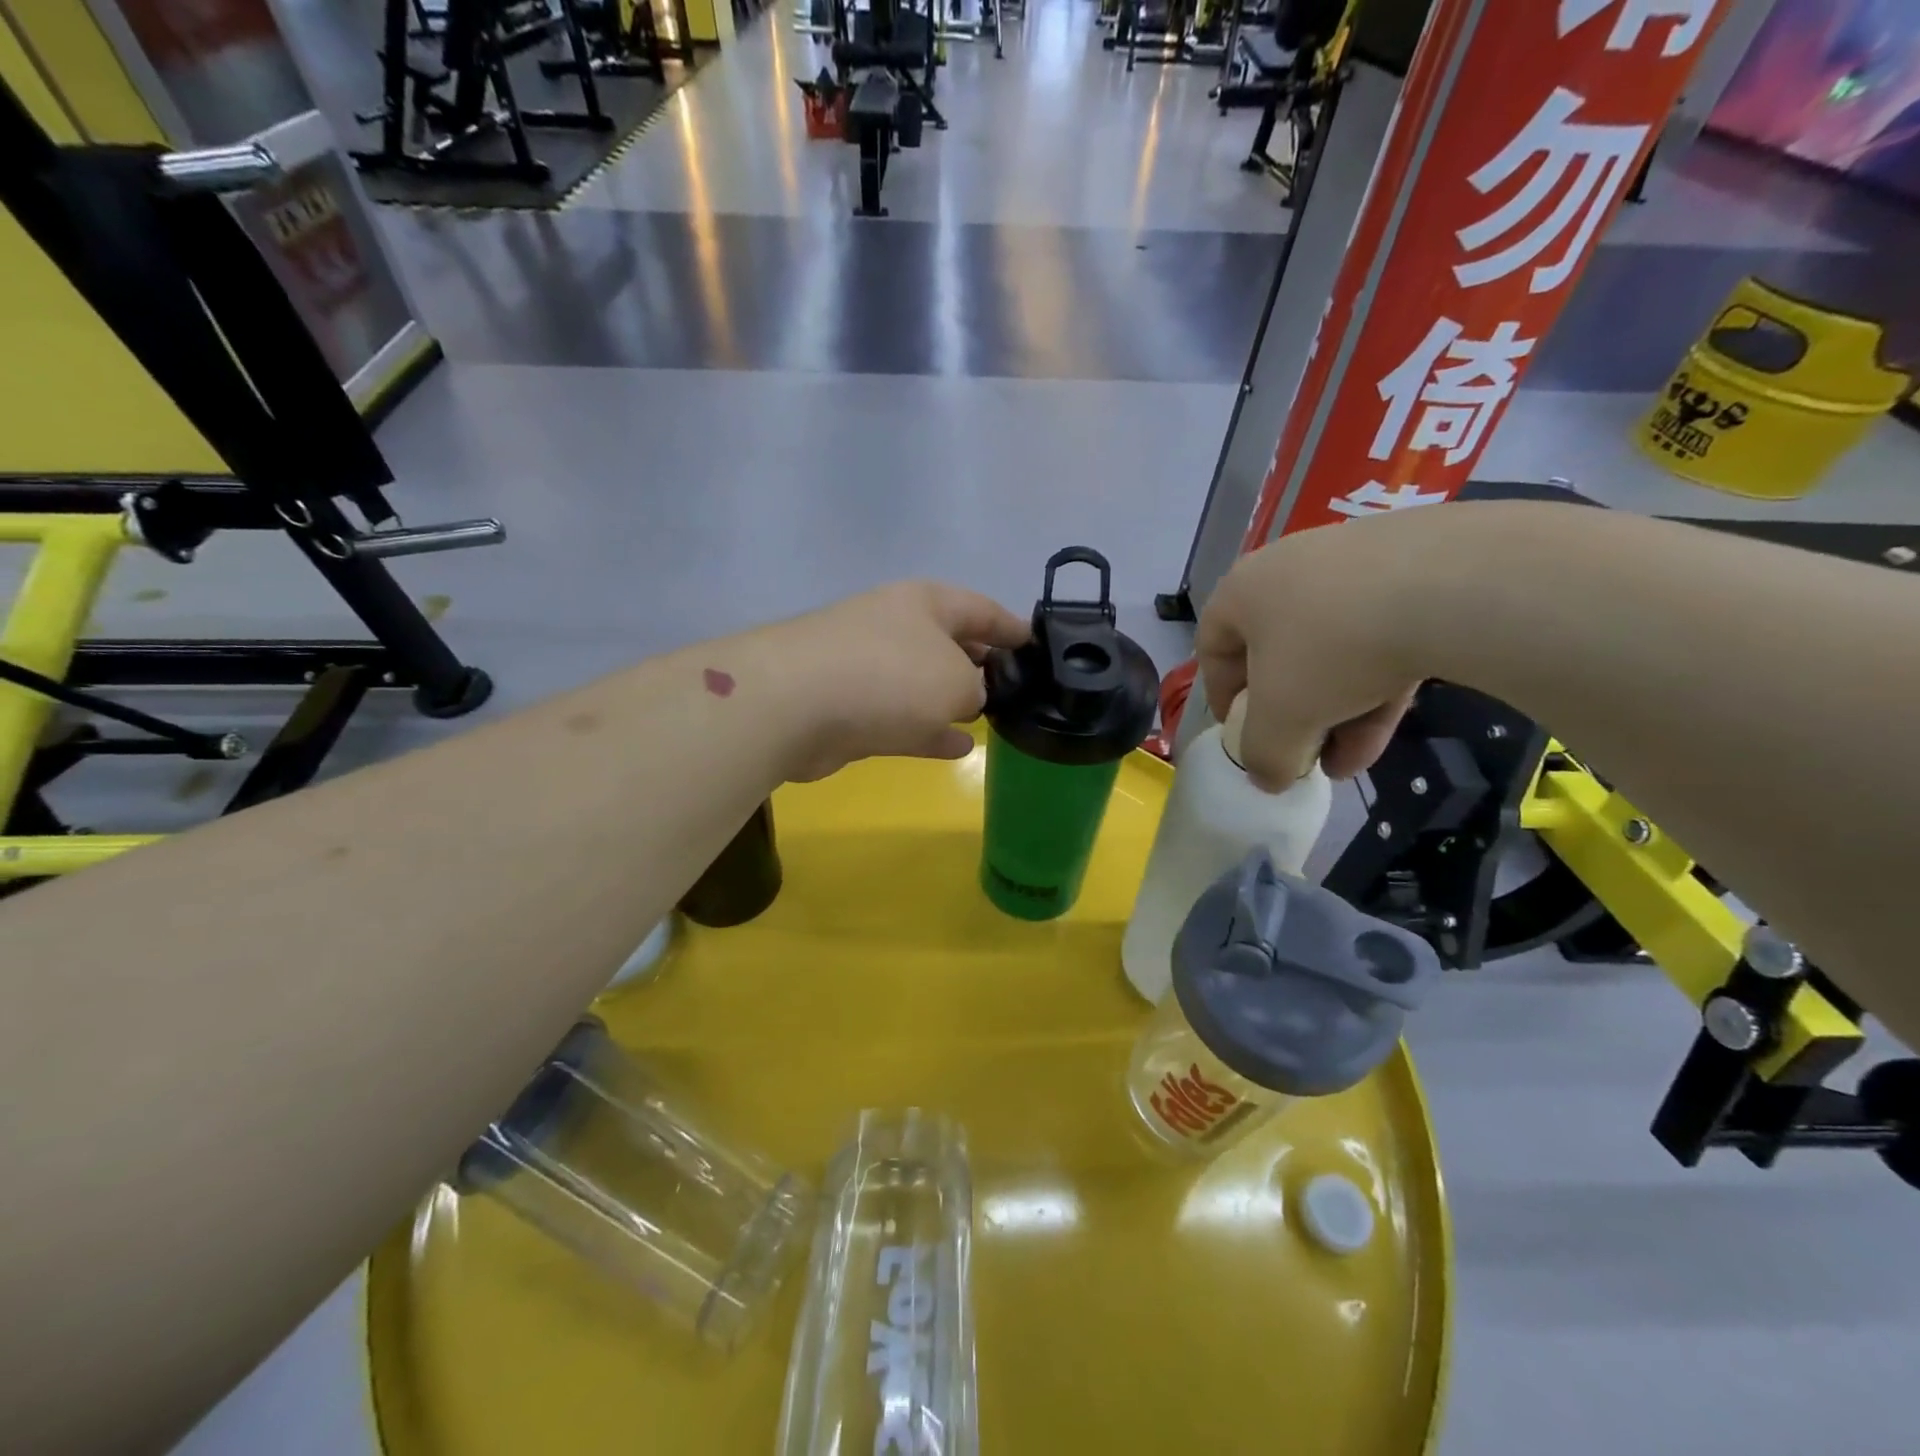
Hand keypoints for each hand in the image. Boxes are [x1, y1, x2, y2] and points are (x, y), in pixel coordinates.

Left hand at [753, 582, 1029, 780]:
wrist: (796, 705)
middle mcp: (898, 628)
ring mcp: (870, 668)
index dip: (1014, 627)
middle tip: (1018, 689)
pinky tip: (959, 748)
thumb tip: (965, 698)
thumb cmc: (891, 675)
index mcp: (926, 603)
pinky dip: (930, 730)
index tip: (1039, 647)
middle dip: (983, 665)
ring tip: (991, 718)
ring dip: (954, 700)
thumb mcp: (958, 679)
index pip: (982, 608)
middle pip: (952, 644)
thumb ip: (977, 687)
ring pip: (926, 684)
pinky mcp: (852, 709)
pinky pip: (904, 718)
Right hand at [1196, 514, 1432, 790]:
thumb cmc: (1330, 650)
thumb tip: (1268, 777)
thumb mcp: (1281, 720)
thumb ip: (1263, 755)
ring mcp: (1356, 565)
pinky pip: (1380, 636)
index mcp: (1243, 590)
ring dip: (1335, 711)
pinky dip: (1376, 685)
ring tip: (1349, 761)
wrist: (1452, 586)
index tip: (1239, 733)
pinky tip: (1386, 731)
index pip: (1213, 646)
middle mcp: (1291, 569)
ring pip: (1333, 651)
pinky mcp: (1415, 570)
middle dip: (1290, 713)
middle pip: (1277, 653)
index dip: (1220, 696)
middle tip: (1302, 752)